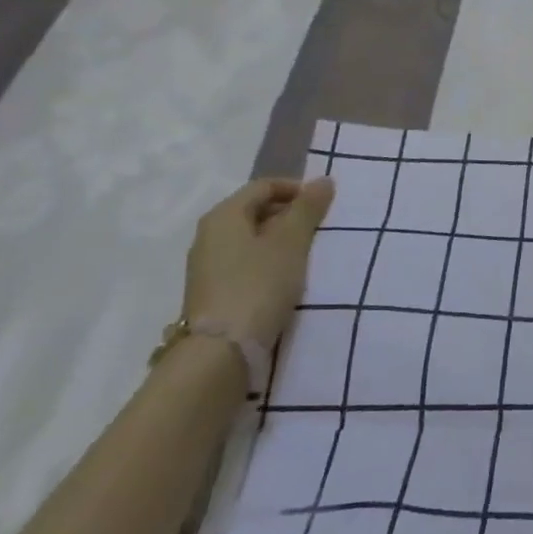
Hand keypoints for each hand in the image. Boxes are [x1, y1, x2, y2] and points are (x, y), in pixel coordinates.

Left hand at [183, 177, 334, 350]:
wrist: (220, 353)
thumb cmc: (258, 285)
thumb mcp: (291, 242)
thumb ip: (308, 208)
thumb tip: (323, 180)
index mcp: (224, 216)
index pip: (264, 186)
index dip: (297, 189)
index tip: (324, 205)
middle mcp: (209, 235)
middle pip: (255, 211)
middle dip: (290, 215)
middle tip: (319, 229)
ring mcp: (208, 266)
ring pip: (251, 239)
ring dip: (281, 241)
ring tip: (307, 255)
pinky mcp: (213, 293)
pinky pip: (246, 264)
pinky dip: (268, 263)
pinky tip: (286, 279)